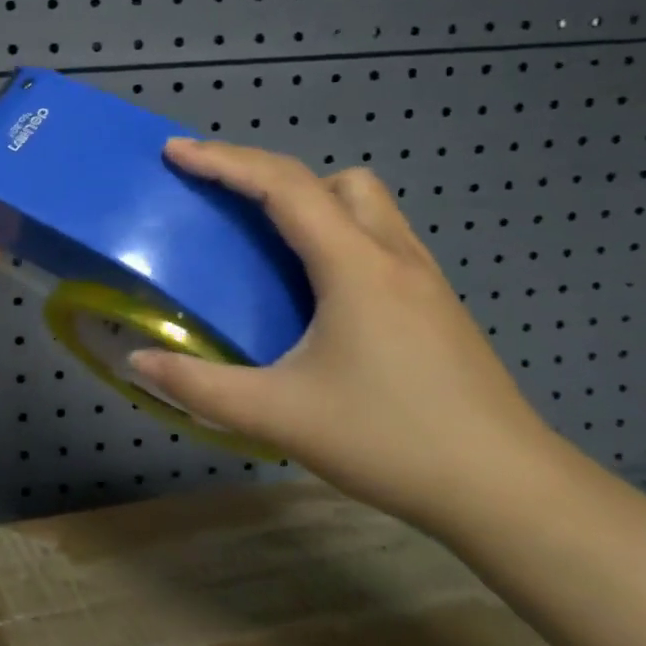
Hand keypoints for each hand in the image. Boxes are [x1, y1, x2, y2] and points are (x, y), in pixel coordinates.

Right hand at [129, 140, 575, 536]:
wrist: (509, 492)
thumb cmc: (391, 442)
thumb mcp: (279, 416)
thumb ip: (199, 386)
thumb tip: (136, 362)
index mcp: (354, 267)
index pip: (283, 186)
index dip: (224, 161)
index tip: (176, 152)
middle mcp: (393, 256)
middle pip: (332, 180)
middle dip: (273, 176)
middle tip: (227, 205)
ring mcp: (424, 279)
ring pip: (367, 205)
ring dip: (313, 202)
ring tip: (271, 243)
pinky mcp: (437, 305)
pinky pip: (380, 238)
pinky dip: (339, 234)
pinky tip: (319, 290)